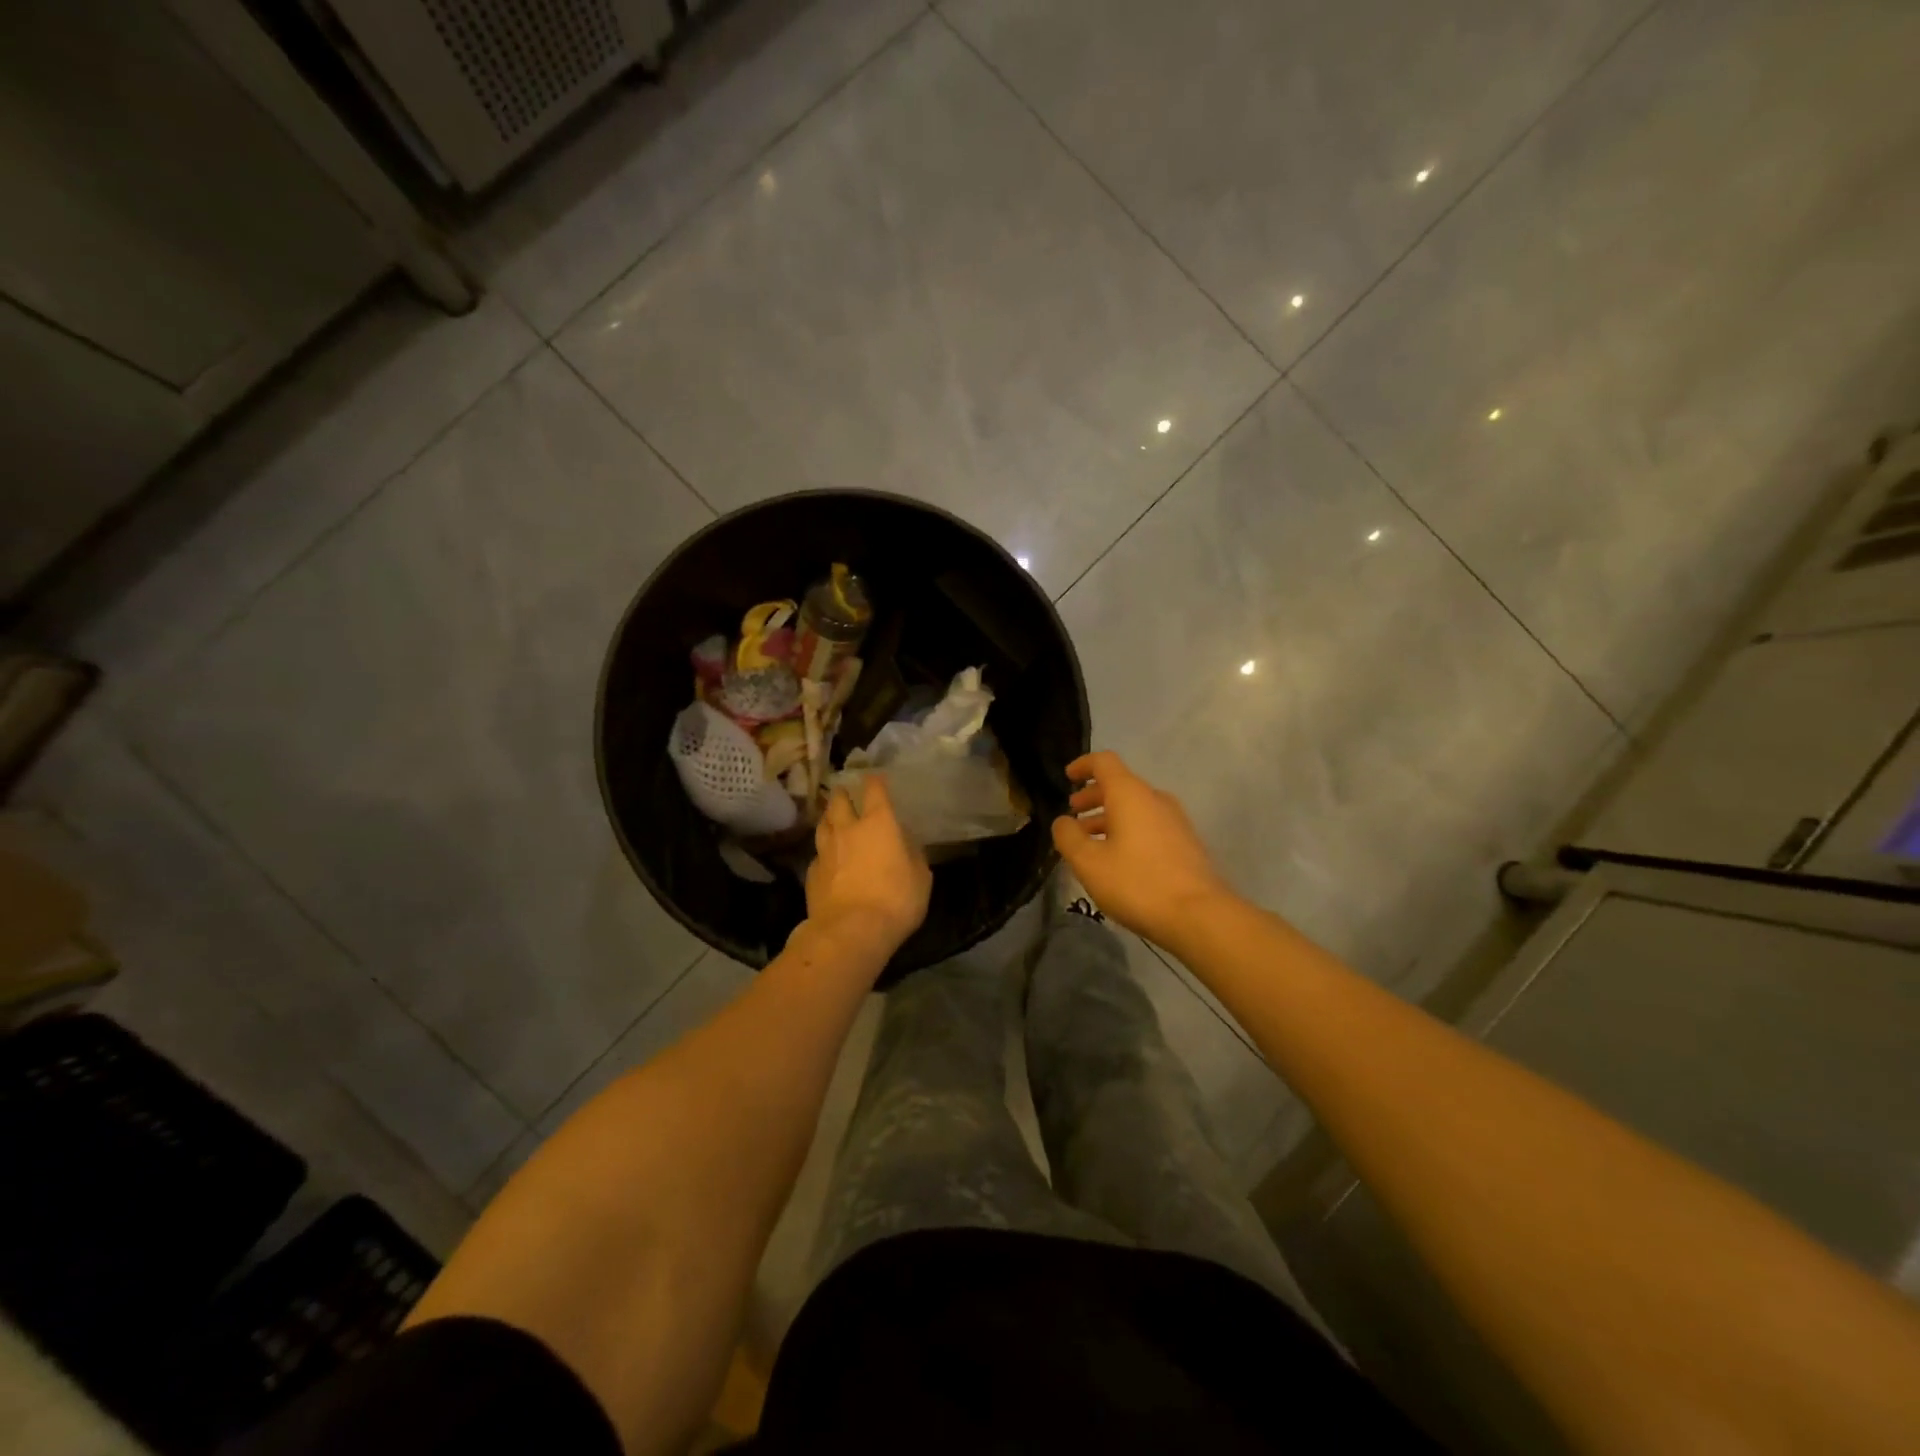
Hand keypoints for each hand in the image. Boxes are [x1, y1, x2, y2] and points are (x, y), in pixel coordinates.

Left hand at [805, 775, 931, 957]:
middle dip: (843, 794)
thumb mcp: (921, 877)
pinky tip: (827, 859)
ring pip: (823, 824)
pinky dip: (823, 852)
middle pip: (839, 801)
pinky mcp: (812, 874)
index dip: (875, 780)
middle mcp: (848, 829)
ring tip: (833, 819)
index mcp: (878, 823)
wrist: (851, 931)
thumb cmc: (896, 900)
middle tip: (846, 793)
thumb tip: (905, 840)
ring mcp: (825, 851)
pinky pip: (817, 854)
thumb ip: (913, 853)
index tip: (875, 776)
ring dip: (829, 819)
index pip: (874, 790)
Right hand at [1052, 751, 1232, 947]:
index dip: (1083, 765)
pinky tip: (1117, 859)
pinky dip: (1127, 831)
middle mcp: (1155, 799)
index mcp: (1130, 794)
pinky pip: (1149, 825)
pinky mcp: (1185, 843)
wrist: (1199, 916)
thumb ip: (1068, 836)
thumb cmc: (1137, 883)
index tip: (1067, 778)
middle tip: (1073, 814)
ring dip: (1109, 818)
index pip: (1104, 762)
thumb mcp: (1088, 862)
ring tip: (1090, 842)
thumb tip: (1063, 822)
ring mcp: (1175, 821)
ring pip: (1135, 808)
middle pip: (1120, 785)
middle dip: (1093, 796)